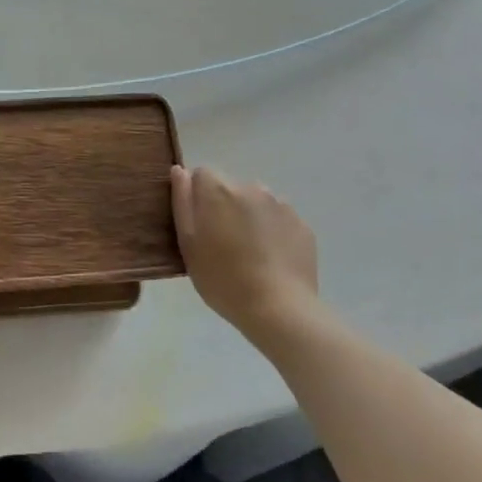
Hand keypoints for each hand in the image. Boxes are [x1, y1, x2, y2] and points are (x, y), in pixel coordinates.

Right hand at [171, 166, 319, 340]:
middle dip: (225, 207)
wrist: (279, 309)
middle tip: (223, 245)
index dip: (198, 196)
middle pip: (231, 188)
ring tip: (250, 255)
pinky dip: (273, 232)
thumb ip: (182, 202)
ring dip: (250, 218)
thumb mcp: (188, 244)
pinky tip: (271, 261)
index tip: (200, 225)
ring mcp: (281, 205)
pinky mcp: (302, 225)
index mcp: (219, 190)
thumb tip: (180, 171)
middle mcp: (251, 187)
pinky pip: (279, 220)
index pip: (202, 174)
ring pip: (257, 203)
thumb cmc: (223, 279)